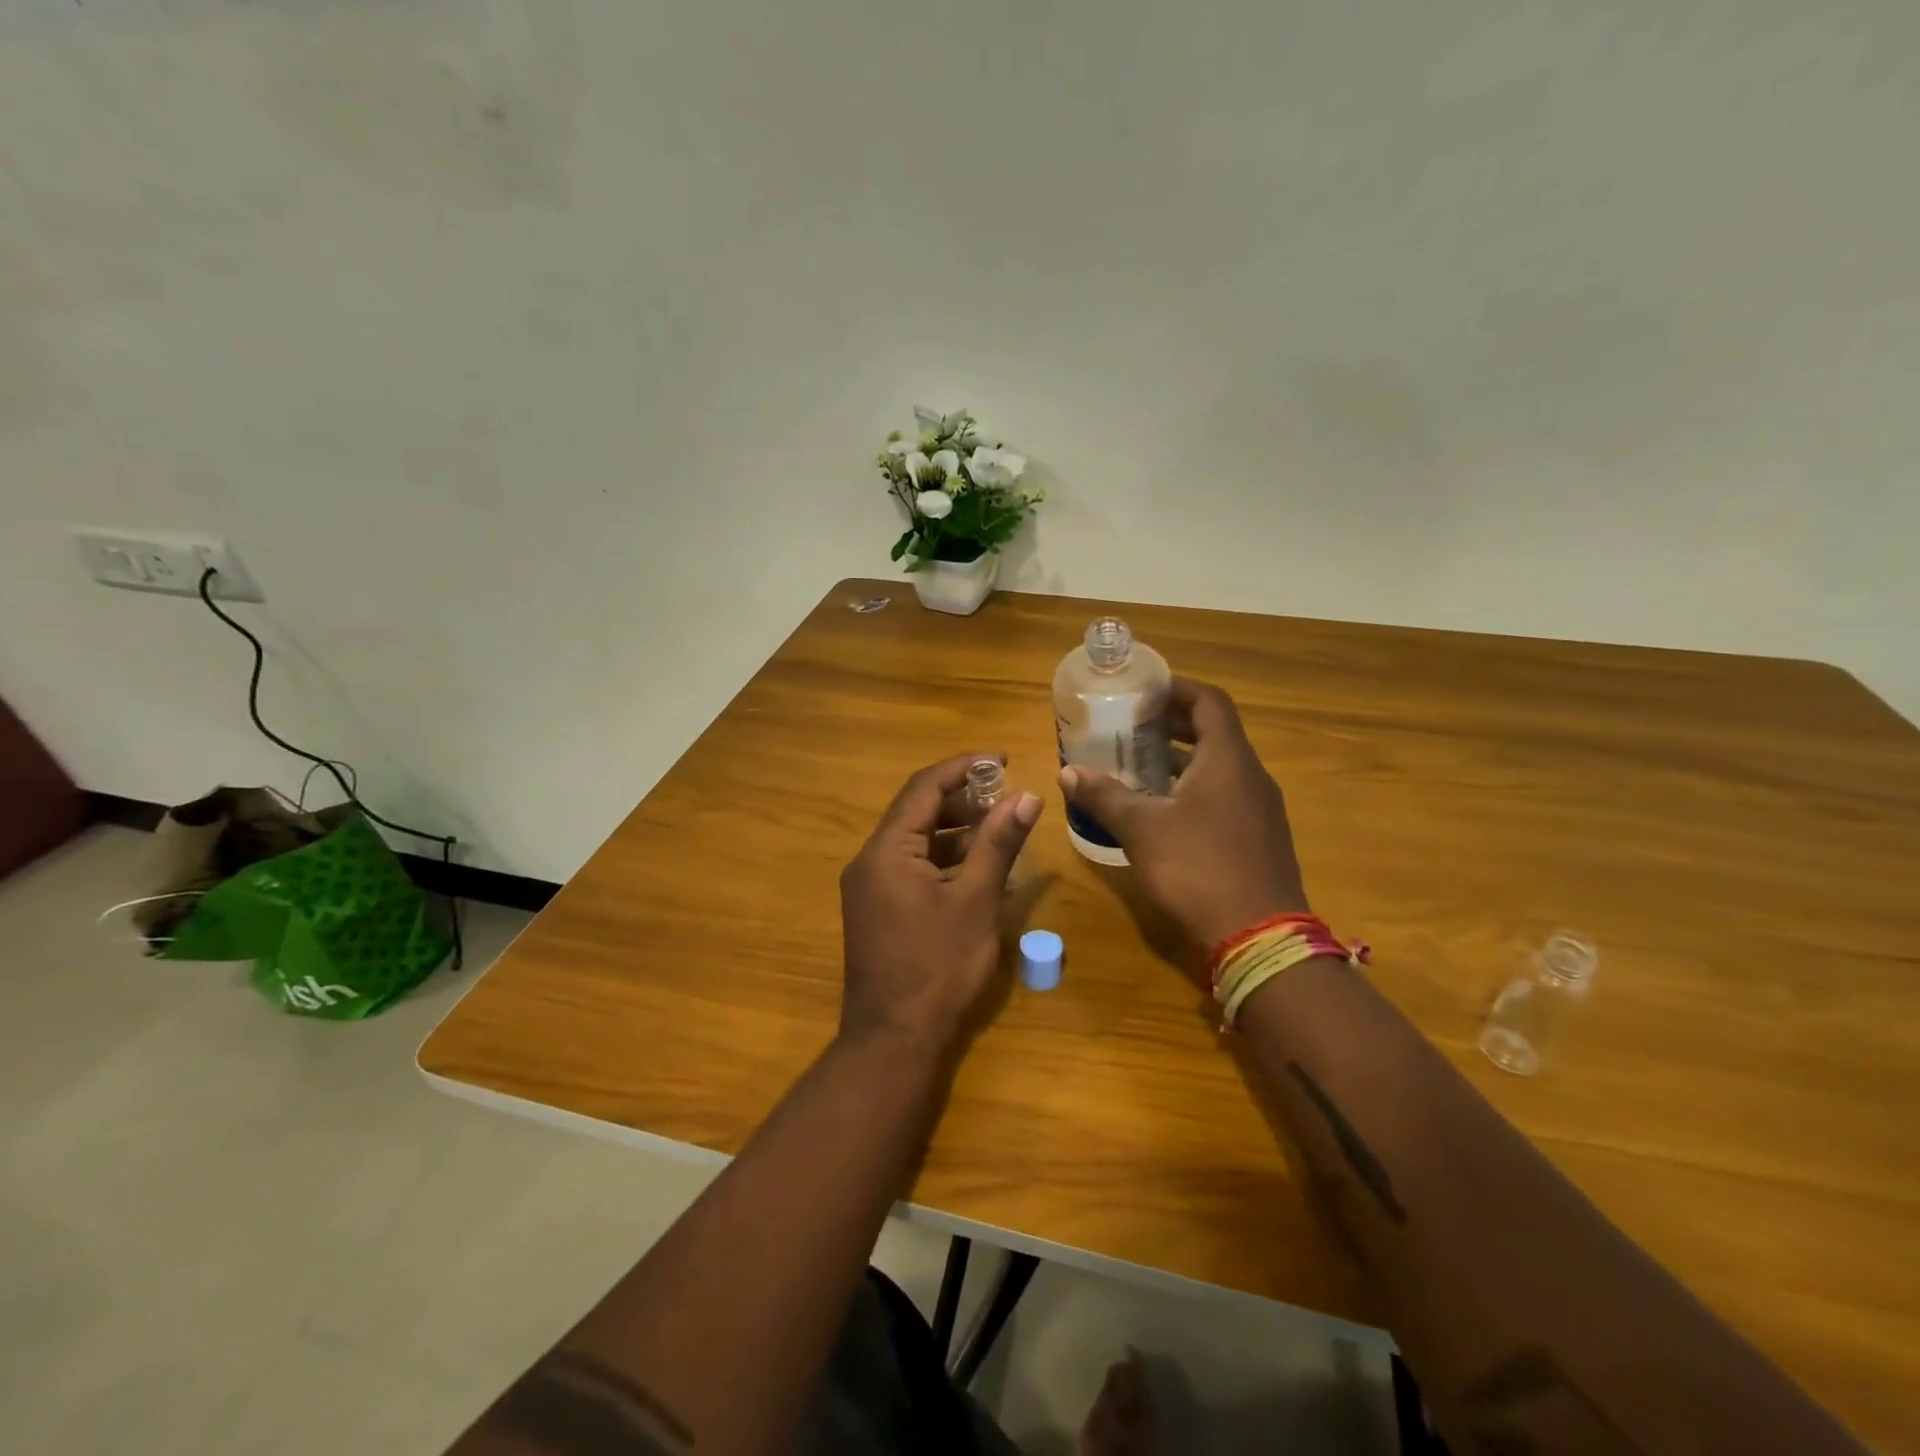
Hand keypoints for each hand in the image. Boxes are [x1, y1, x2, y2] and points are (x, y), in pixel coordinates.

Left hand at [840, 753, 1042, 1056]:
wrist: (894, 1040)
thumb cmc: (938, 967)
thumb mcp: (976, 900)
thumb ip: (999, 843)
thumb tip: (1027, 796)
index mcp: (886, 850)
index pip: (924, 787)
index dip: (964, 766)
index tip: (1003, 759)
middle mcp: (870, 860)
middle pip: (917, 811)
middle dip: (963, 800)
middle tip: (1007, 799)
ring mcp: (870, 887)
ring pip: (916, 840)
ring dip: (956, 830)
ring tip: (1000, 831)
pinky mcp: (878, 909)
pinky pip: (912, 867)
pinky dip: (944, 860)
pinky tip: (979, 869)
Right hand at [1060, 679, 1306, 948]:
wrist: (1259, 936)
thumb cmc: (1197, 868)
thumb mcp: (1142, 829)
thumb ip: (1104, 796)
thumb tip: (1067, 772)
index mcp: (1228, 760)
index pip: (1209, 702)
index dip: (1177, 689)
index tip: (1144, 690)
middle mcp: (1251, 776)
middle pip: (1215, 732)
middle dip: (1174, 723)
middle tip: (1132, 725)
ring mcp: (1260, 809)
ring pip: (1220, 767)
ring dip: (1183, 759)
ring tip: (1140, 764)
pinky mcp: (1259, 838)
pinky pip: (1226, 795)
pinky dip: (1195, 788)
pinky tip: (1164, 810)